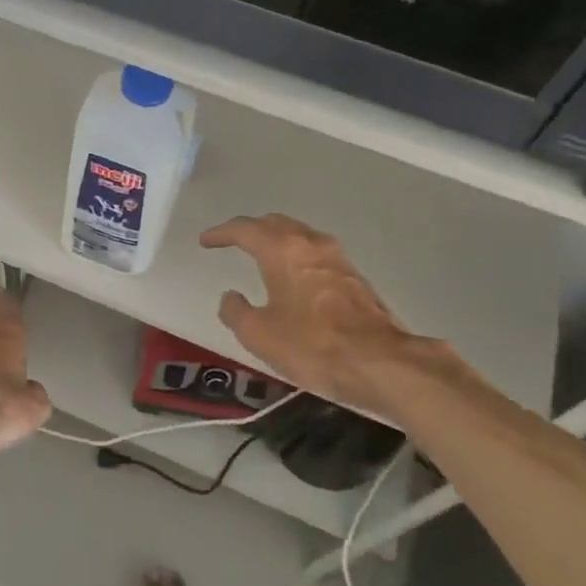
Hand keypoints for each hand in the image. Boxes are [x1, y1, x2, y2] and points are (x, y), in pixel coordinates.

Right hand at [199, 214, 468, 419]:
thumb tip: (231, 297)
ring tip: (261, 253)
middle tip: (232, 240)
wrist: (380, 362)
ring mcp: (337, 259)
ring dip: (277, 239)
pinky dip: (296, 255)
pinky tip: (293, 274)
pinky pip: (315, 253)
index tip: (205, 241)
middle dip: (251, 229)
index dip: (221, 233)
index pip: (245, 230)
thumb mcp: (259, 334)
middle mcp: (311, 244)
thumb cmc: (312, 345)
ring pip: (299, 235)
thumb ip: (236, 311)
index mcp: (282, 250)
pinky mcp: (354, 277)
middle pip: (275, 223)